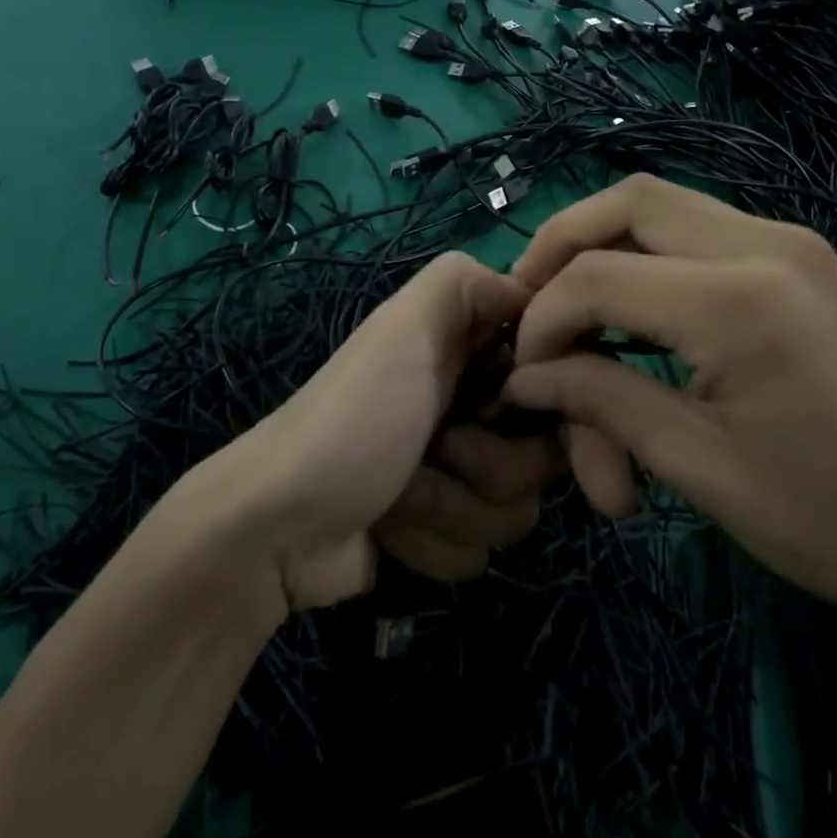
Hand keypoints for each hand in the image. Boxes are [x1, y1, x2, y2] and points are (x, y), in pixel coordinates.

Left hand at [202, 253, 564, 611]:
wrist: (279, 526)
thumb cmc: (354, 420)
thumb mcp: (405, 330)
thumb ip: (467, 285)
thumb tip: (532, 289)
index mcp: (467, 353)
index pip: (557, 374)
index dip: (544, 398)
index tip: (505, 404)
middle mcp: (471, 409)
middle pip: (546, 454)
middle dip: (491, 465)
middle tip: (438, 451)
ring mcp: (458, 475)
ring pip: (517, 510)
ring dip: (453, 509)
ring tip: (399, 496)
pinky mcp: (442, 531)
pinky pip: (480, 551)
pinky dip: (431, 544)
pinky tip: (387, 529)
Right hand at [501, 175, 836, 635]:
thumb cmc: (836, 523)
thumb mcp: (700, 469)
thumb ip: (602, 403)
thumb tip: (525, 377)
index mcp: (738, 301)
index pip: (595, 277)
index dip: (542, 323)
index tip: (525, 380)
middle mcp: (764, 244)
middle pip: (626, 202)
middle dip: (560, 248)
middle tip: (530, 310)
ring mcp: (790, 244)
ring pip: (660, 208)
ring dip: (603, 253)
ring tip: (577, 324)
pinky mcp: (801, 262)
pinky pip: (697, 234)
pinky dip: (648, 265)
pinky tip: (635, 327)